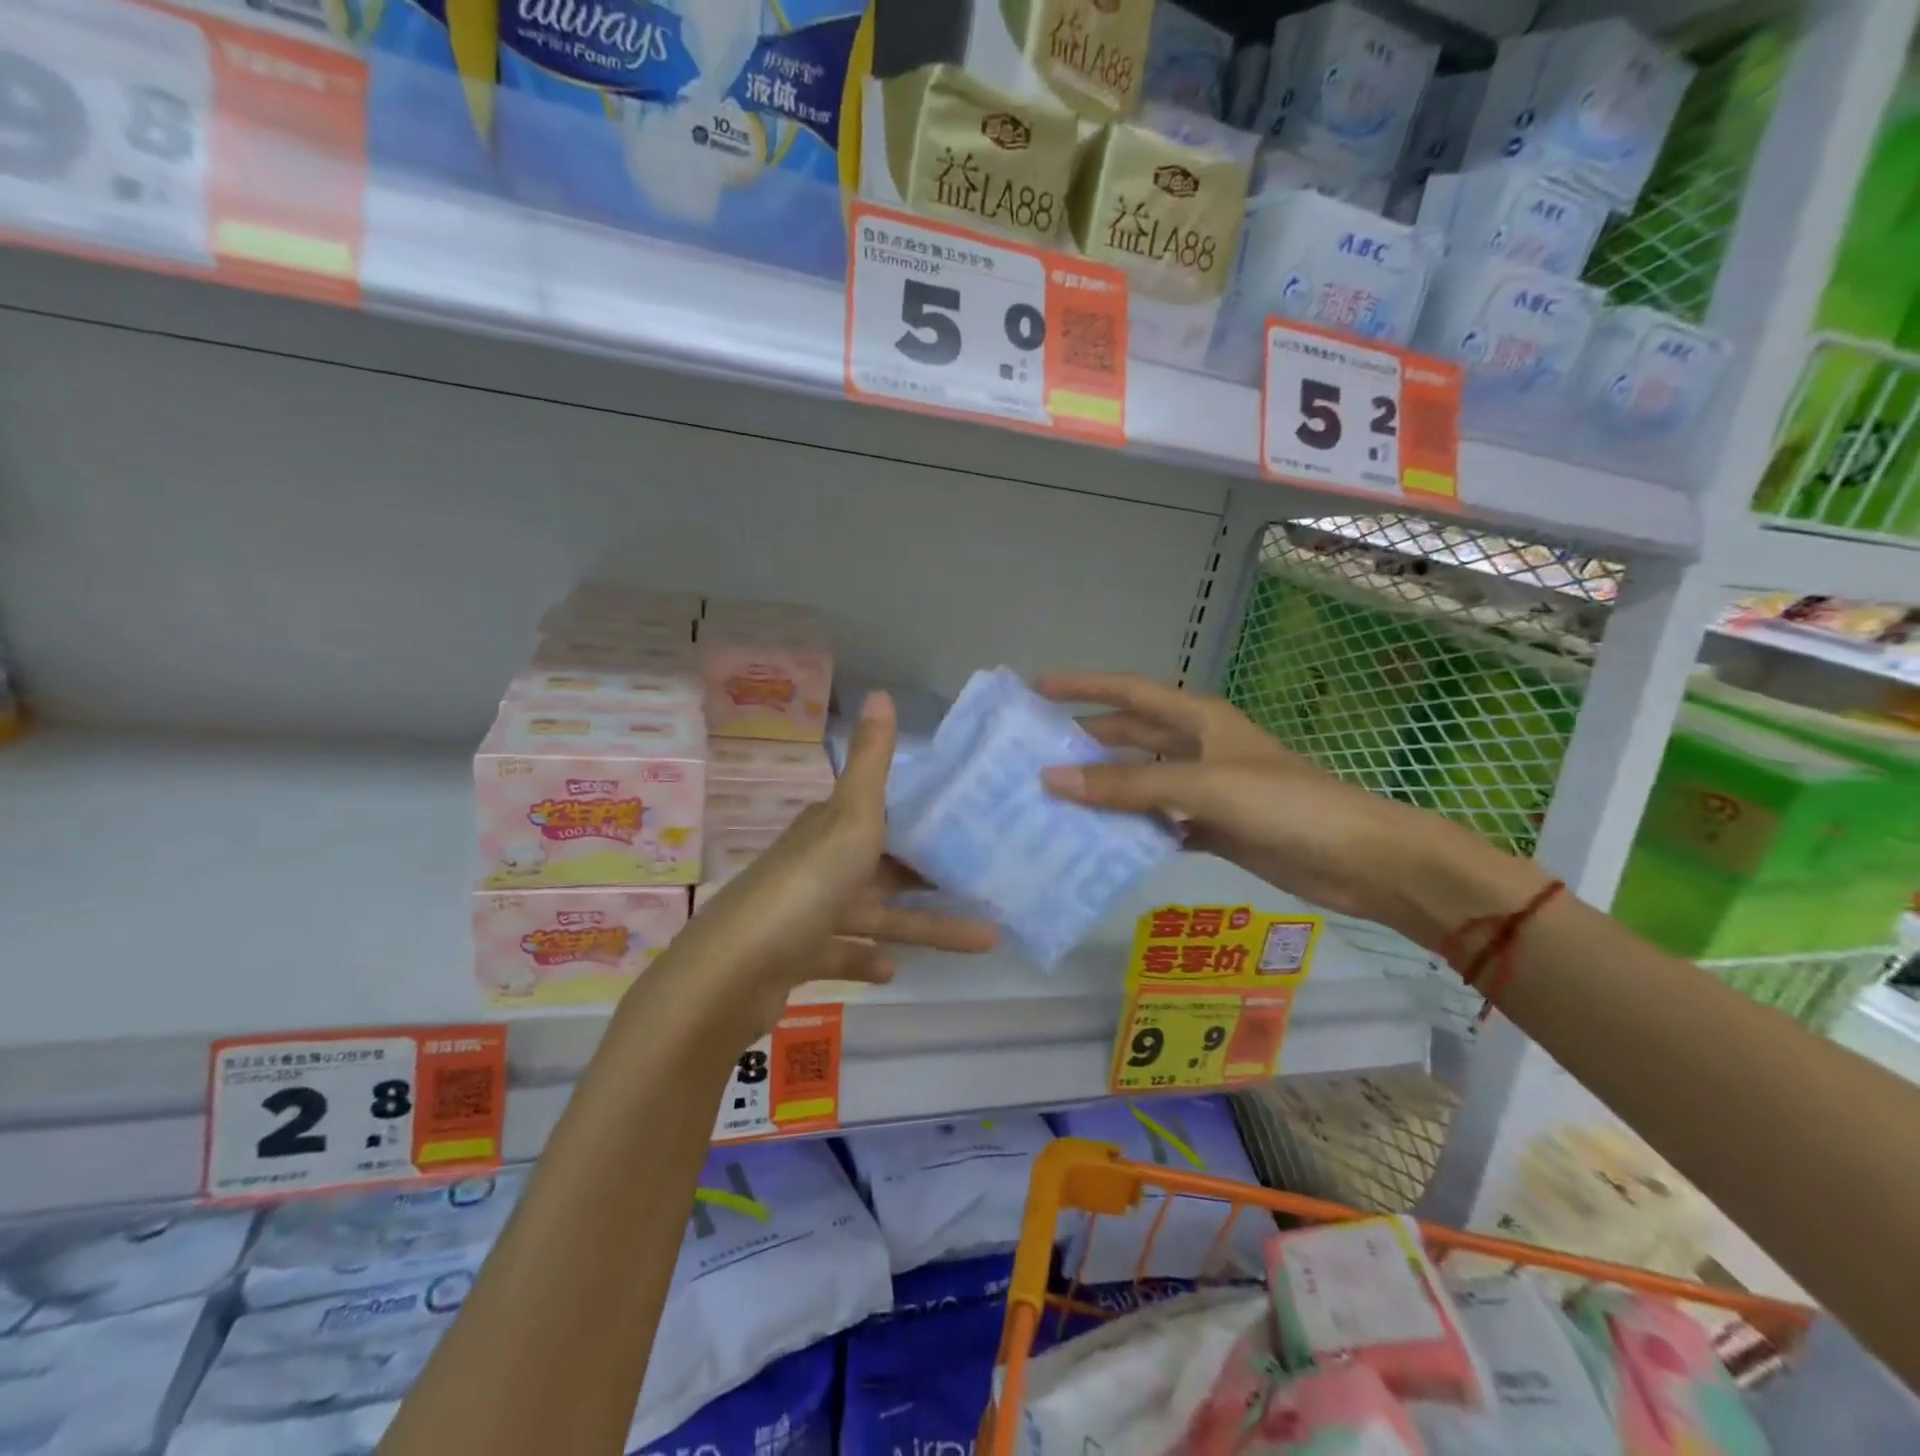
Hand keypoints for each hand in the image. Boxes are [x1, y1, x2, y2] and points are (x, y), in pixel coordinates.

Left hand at [676, 692, 996, 1038]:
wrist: (736, 969)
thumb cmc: (807, 883)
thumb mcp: (850, 815)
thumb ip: (871, 761)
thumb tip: (881, 691)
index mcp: (829, 828)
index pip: (877, 813)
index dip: (917, 816)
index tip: (965, 823)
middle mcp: (817, 864)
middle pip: (882, 866)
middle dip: (929, 876)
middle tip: (982, 881)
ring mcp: (806, 912)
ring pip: (874, 914)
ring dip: (922, 926)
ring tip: (984, 938)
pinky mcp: (797, 957)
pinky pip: (842, 953)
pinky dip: (867, 959)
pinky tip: (894, 970)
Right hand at [1034, 674, 1533, 946]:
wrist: (1361, 859)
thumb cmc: (1285, 804)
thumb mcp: (1203, 785)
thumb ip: (1129, 785)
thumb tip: (1052, 779)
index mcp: (1199, 719)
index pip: (1128, 692)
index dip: (1082, 687)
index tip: (1036, 690)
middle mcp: (1198, 747)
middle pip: (1130, 736)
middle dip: (1086, 742)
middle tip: (1033, 756)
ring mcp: (1206, 788)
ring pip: (1141, 782)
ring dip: (1104, 790)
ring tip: (1053, 802)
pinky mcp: (1213, 826)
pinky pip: (1158, 821)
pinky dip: (1131, 830)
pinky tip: (1099, 843)